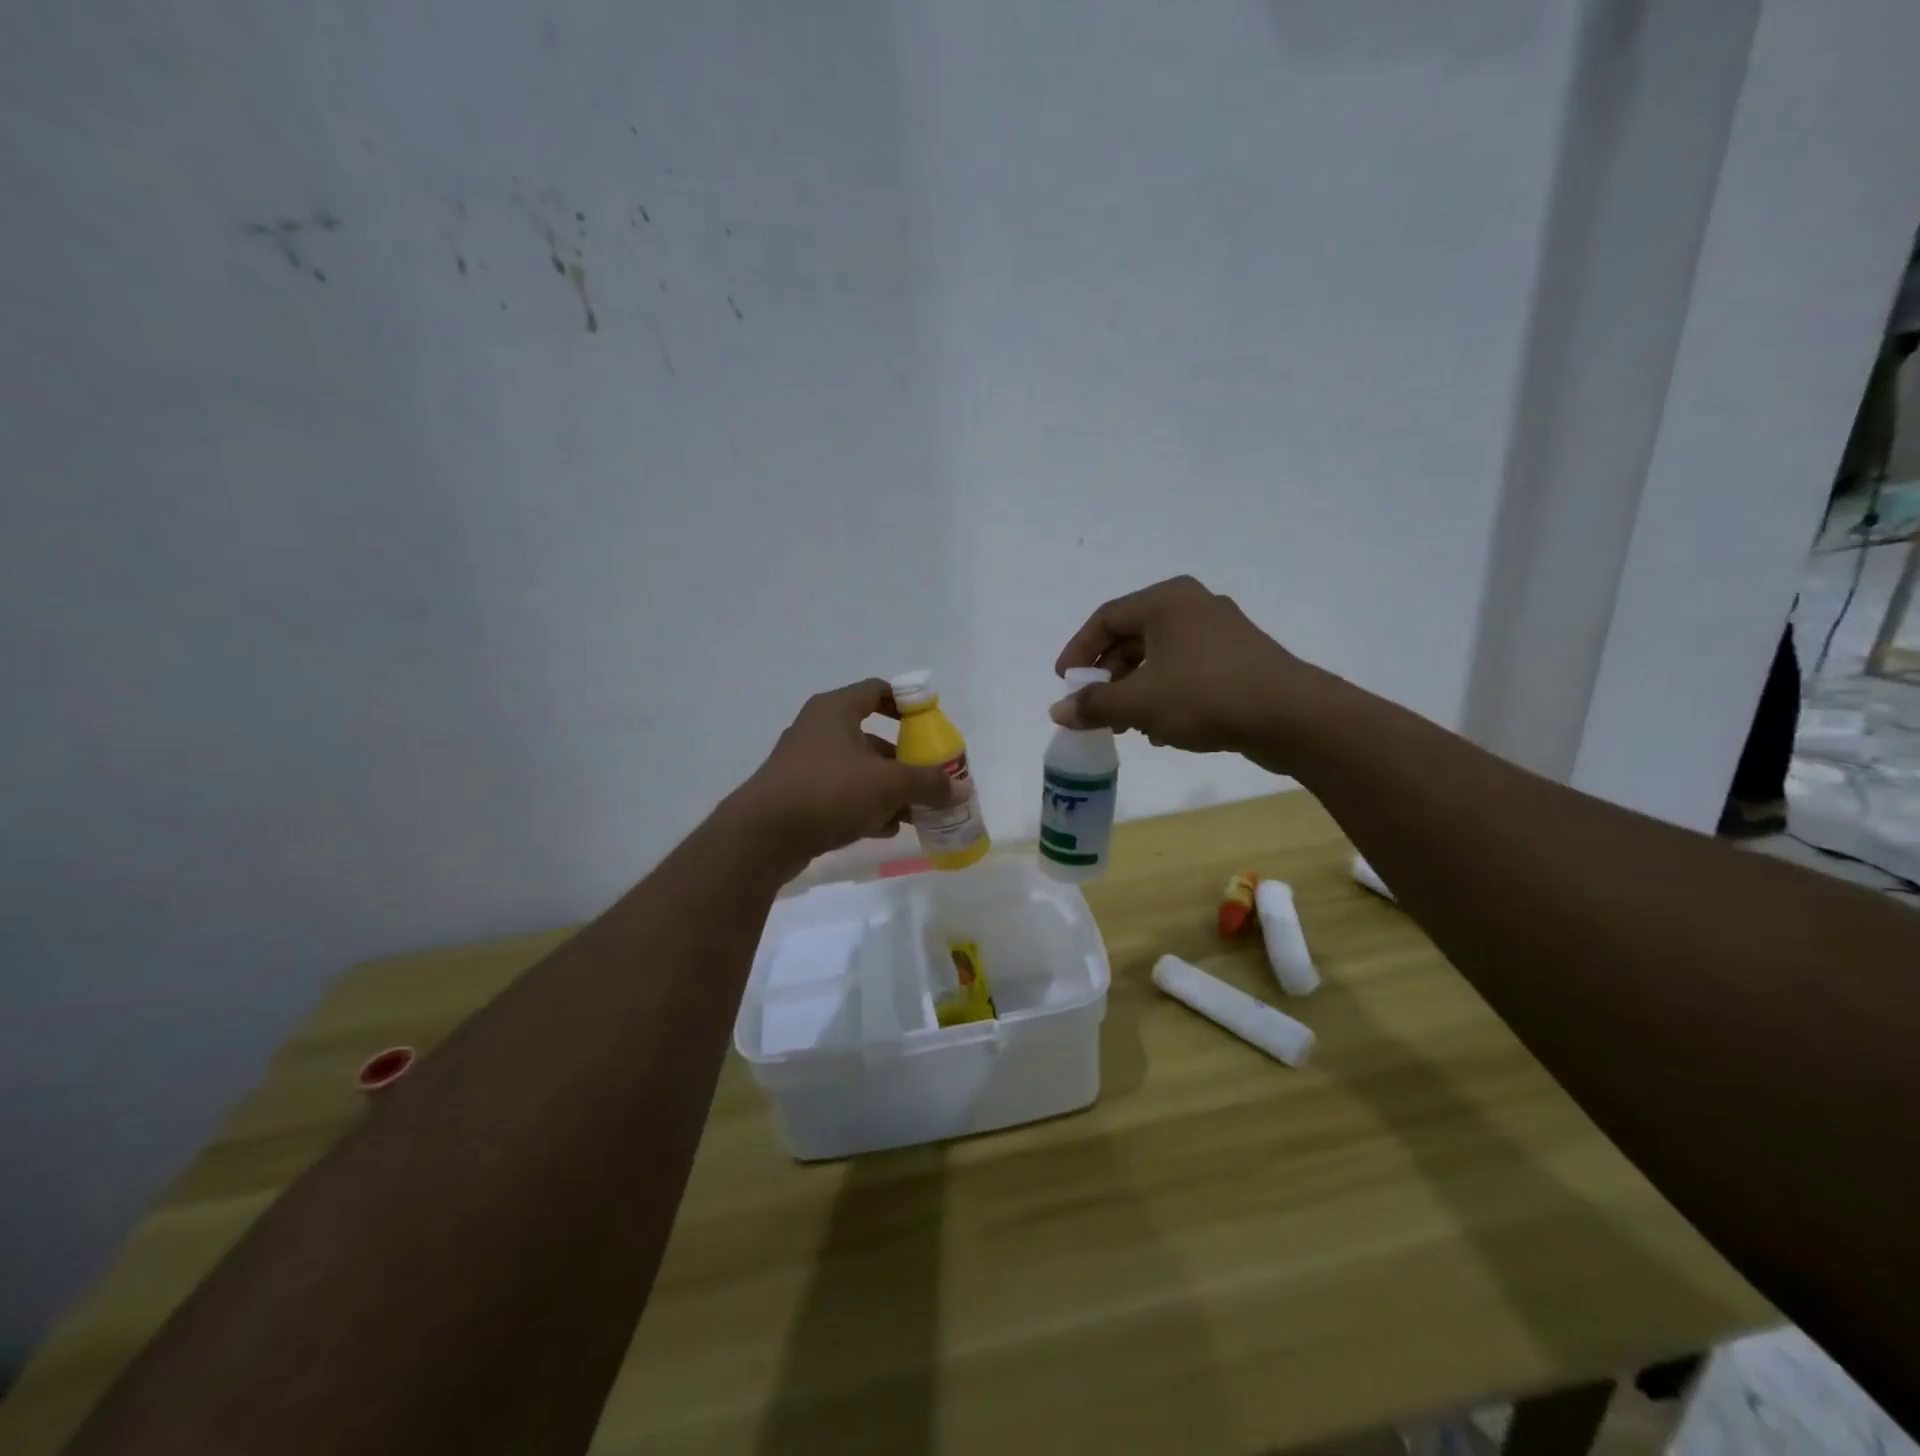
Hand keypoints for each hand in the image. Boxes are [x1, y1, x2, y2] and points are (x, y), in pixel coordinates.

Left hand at [736, 679, 956, 866]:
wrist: (763, 837)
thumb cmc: (829, 792)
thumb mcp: (888, 785)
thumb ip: (928, 783)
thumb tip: (962, 789)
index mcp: (836, 710)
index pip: (878, 691)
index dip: (908, 703)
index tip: (932, 724)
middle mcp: (818, 730)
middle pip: (872, 736)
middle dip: (904, 759)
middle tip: (930, 777)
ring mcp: (805, 764)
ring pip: (858, 770)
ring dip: (888, 789)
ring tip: (914, 811)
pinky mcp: (798, 796)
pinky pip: (841, 794)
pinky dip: (864, 807)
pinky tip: (884, 829)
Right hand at [1052, 575, 1317, 757]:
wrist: (1291, 716)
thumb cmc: (1205, 696)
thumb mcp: (1140, 703)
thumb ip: (1094, 705)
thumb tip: (1057, 712)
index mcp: (1166, 600)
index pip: (1105, 618)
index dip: (1078, 651)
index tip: (1064, 683)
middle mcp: (1192, 605)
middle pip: (1132, 637)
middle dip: (1109, 677)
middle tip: (1095, 710)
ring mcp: (1220, 631)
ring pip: (1160, 658)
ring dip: (1135, 691)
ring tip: (1126, 727)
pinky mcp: (1239, 658)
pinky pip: (1186, 671)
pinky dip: (1165, 695)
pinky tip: (1162, 731)